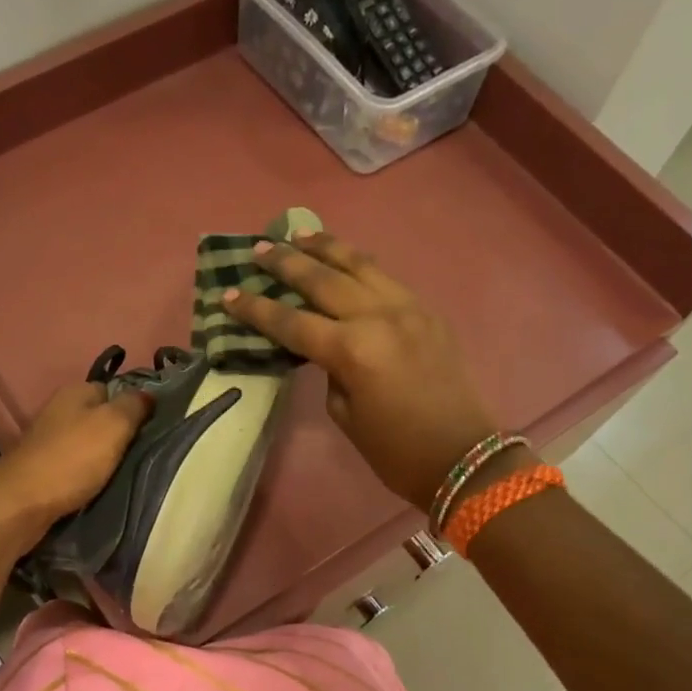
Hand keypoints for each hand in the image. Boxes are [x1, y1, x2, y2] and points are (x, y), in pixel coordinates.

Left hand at [0, 381, 151, 548]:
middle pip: (101, 418)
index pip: (114, 389)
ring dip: (105, 458)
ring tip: (128, 474)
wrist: (21, 504)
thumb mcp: (113, 425)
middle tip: (145, 454)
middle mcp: (59, 410)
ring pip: (88, 443)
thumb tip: (149, 394)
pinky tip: (101, 487)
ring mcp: (47, 440)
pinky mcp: (41, 468)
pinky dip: (88, 475)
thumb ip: (134, 406)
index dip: (135, 406)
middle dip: (121, 435)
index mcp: (75, 392)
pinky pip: (75, 466)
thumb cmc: (72, 460)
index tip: (155, 428)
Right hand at [223, 231, 497, 509]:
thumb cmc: (395, 451)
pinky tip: (345, 260)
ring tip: (299, 234)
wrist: (462, 456)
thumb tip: (327, 348)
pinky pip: (386, 278)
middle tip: (260, 249)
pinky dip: (359, 264)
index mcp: (352, 350)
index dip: (257, 309)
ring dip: (326, 247)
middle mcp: (378, 317)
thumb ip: (331, 372)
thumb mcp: (346, 416)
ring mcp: (408, 308)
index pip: (292, 322)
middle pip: (323, 280)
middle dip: (287, 263)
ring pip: (359, 265)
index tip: (229, 294)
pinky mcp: (428, 312)